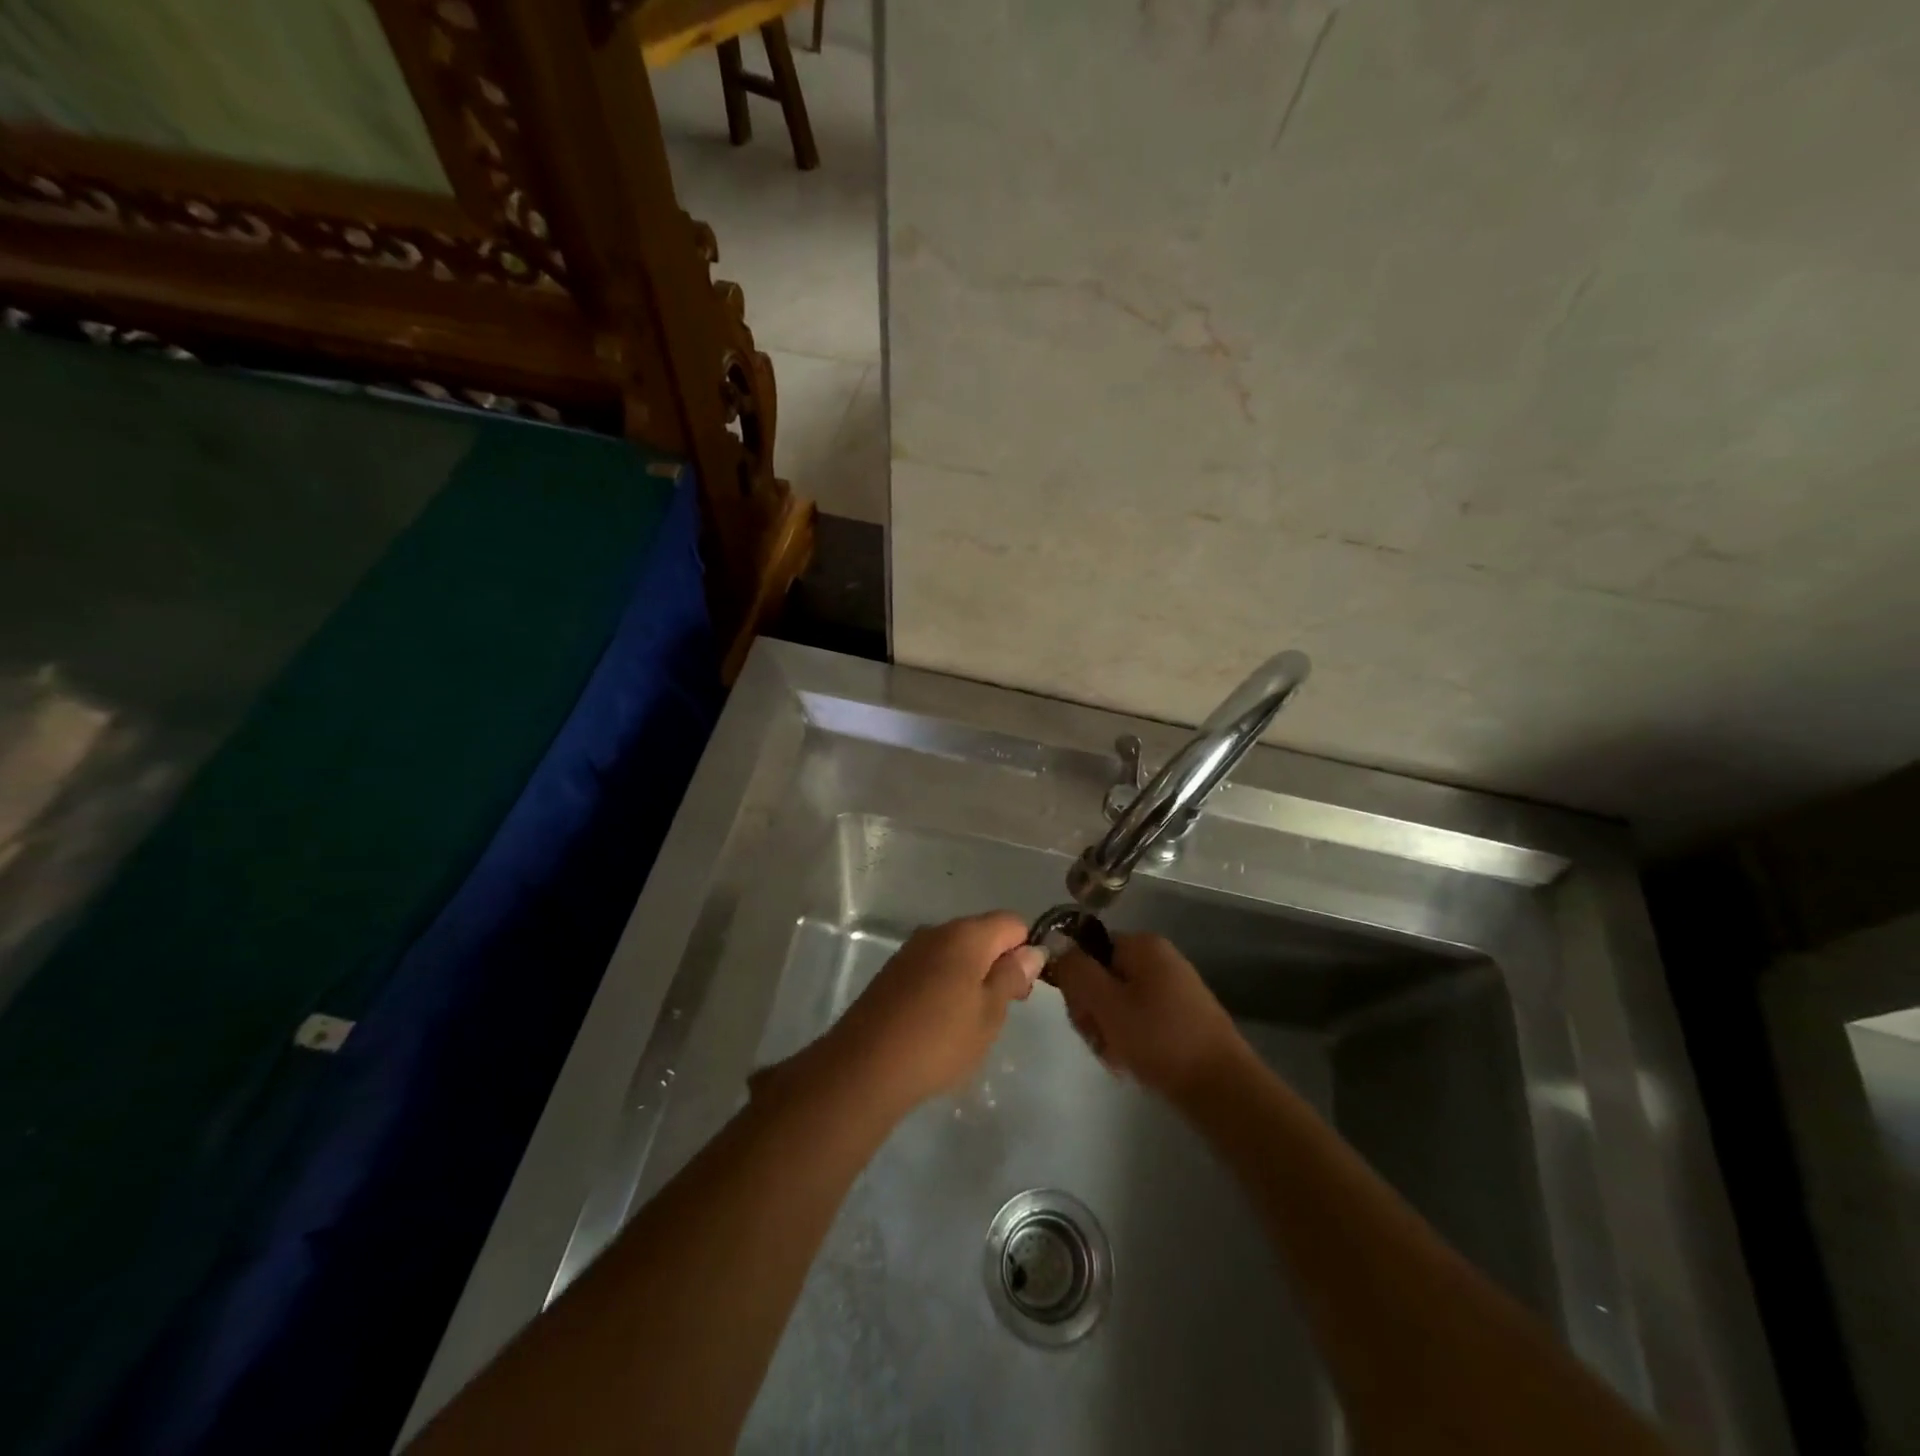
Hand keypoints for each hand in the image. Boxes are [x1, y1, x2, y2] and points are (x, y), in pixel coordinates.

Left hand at [822, 912, 1044, 1114]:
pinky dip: (945, 985)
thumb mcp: (989, 1013)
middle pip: (982, 934)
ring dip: (972, 977)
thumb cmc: (939, 1040)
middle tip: (1001, 1011)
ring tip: (970, 1022)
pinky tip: (940, 1022)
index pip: (1012, 923)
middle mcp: (936, 932)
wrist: (865, 1066)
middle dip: (999, 964)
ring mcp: (911, 950)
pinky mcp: (893, 972)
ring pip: (956, 952)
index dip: (1025, 951)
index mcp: (965, 935)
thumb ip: (1012, 976)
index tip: (1022, 990)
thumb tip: (1033, 950)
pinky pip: (932, 967)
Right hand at [1050, 933, 1247, 1102]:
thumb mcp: (1105, 1002)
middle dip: (1093, 1011)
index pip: (1089, 950)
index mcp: (1143, 945)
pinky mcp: (1182, 1017)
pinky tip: (1134, 1064)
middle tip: (1100, 1041)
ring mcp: (1174, 988)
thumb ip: (1075, 970)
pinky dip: (1131, 1041)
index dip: (1077, 982)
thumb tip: (1058, 946)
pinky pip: (1141, 1021)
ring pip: (1119, 1004)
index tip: (1082, 1014)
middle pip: (1103, 977)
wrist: (1222, 1087)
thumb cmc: (1158, 1038)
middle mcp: (1160, 959)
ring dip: (1109, 1031)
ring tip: (1119, 1059)